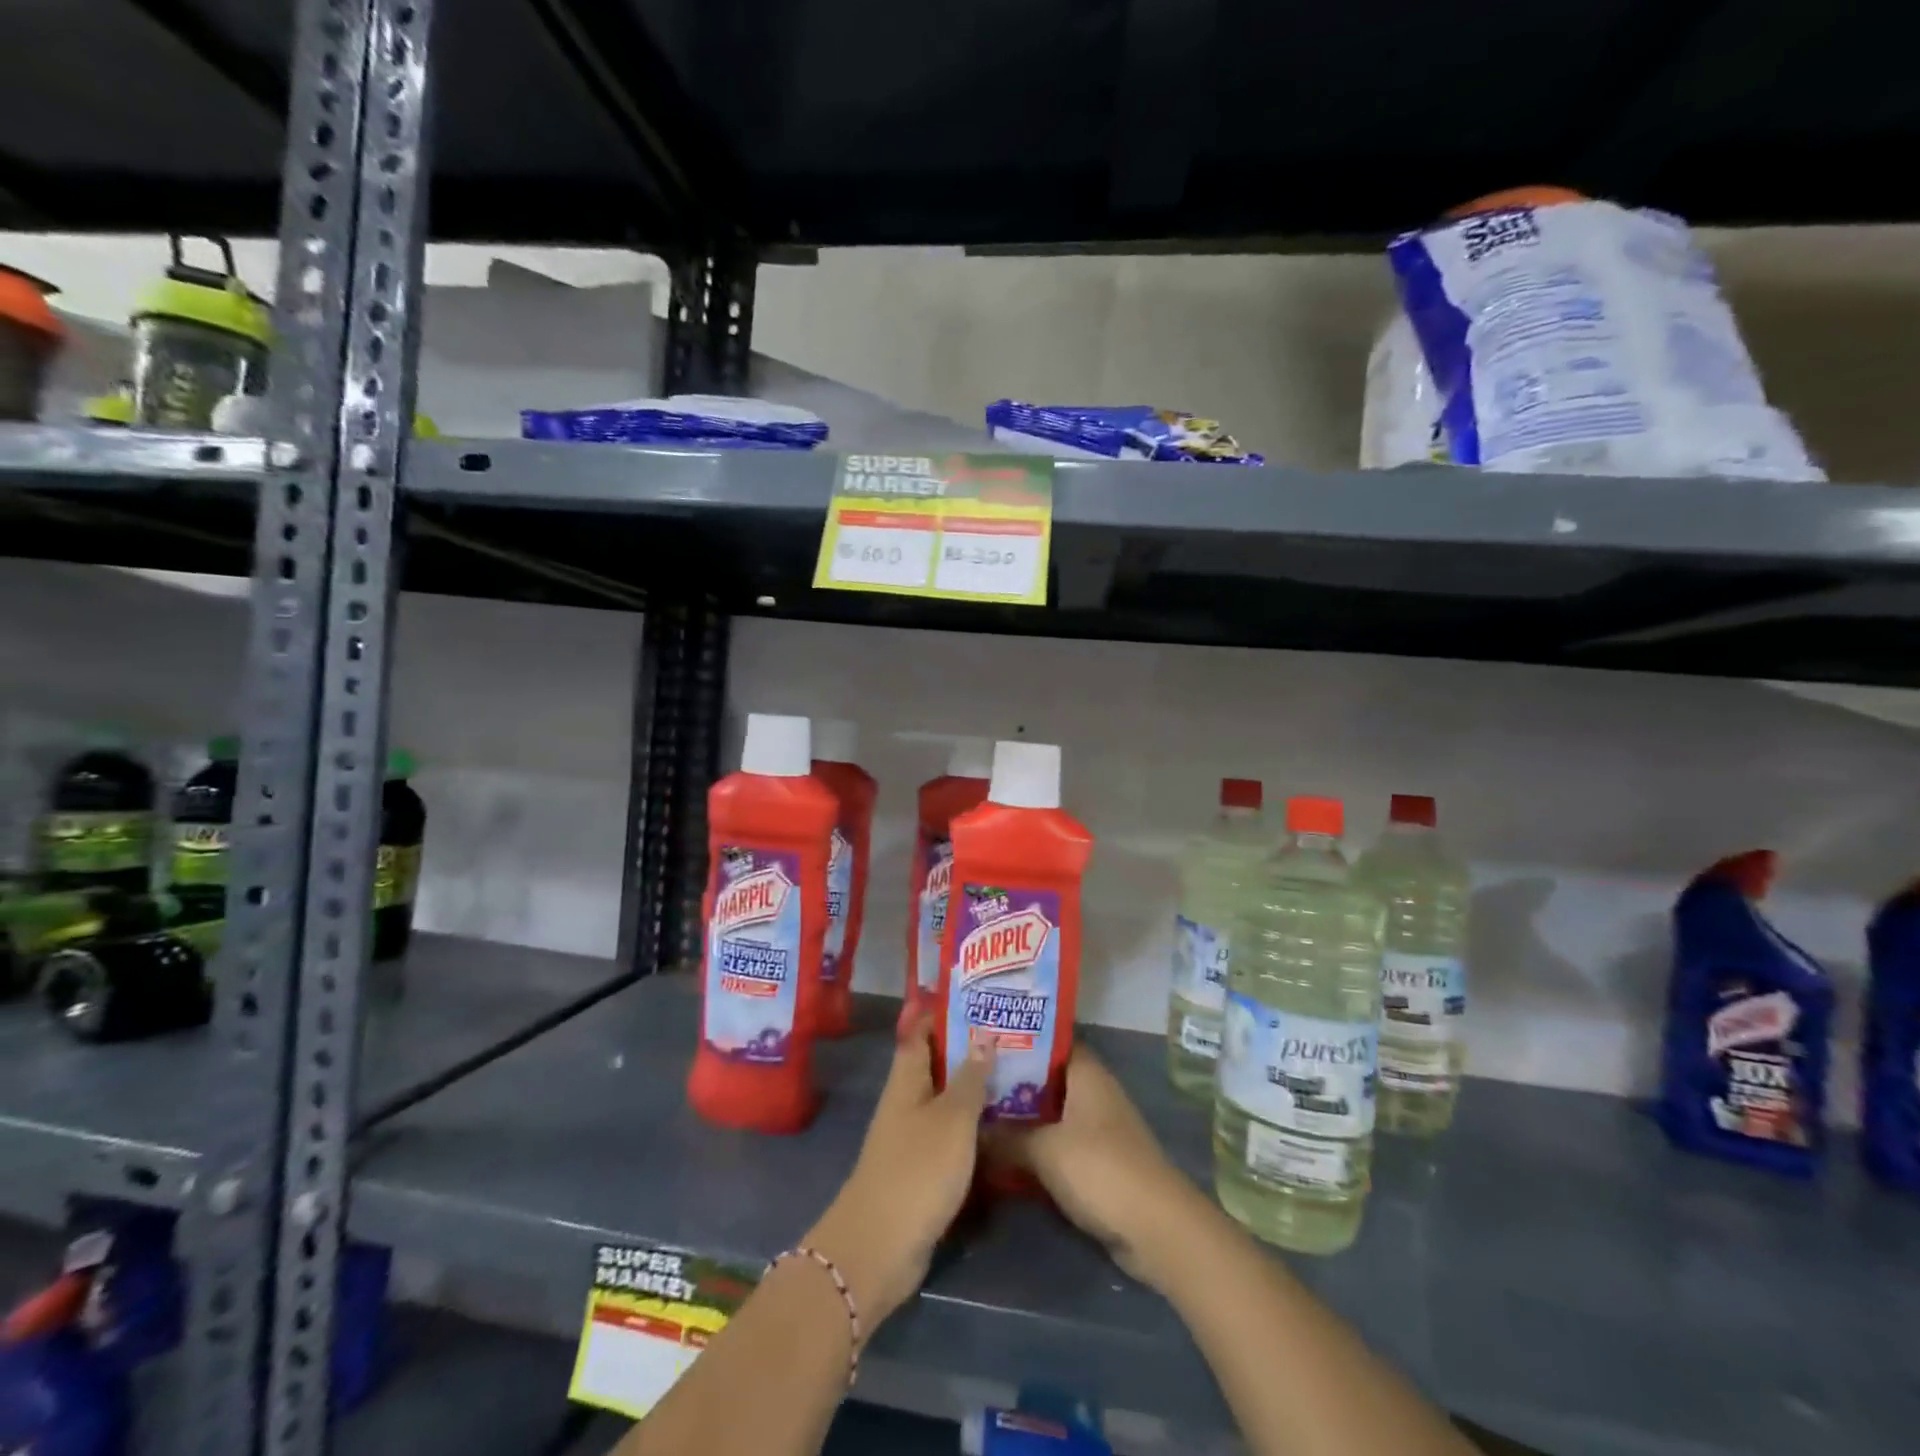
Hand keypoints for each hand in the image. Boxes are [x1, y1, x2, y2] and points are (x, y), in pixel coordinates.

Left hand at [803, 1012, 993, 1329]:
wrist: (881, 1247)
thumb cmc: (918, 1170)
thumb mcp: (953, 1119)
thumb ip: (970, 1078)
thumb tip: (983, 1033)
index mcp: (907, 1079)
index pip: (921, 1030)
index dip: (944, 1011)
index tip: (978, 997)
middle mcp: (906, 1100)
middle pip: (936, 1063)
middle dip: (968, 1047)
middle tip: (1009, 1033)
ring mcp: (912, 1135)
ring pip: (946, 1098)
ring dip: (973, 1086)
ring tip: (1015, 1070)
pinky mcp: (922, 1168)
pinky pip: (950, 1132)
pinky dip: (972, 1122)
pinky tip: (1002, 1121)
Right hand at [984, 1046, 1203, 1290]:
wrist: (1155, 1229)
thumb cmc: (1100, 1169)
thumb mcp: (1044, 1150)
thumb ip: (1005, 1137)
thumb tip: (971, 1129)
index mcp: (1087, 1073)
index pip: (1051, 1041)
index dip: (1019, 1038)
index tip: (983, 1041)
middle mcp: (1093, 1092)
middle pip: (1047, 1078)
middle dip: (1012, 1081)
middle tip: (970, 1079)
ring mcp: (1097, 1128)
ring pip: (1051, 1113)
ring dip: (1022, 1117)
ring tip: (978, 1113)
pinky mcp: (1098, 1162)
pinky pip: (1058, 1143)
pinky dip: (1035, 1146)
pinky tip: (1003, 1153)